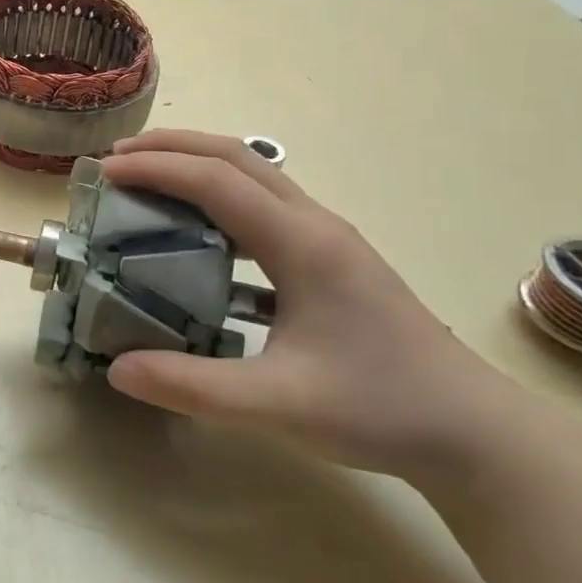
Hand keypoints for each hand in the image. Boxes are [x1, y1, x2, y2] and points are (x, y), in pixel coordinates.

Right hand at [101, 130, 518, 482]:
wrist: (476, 435)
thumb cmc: (380, 409)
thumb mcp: (276, 405)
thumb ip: (191, 386)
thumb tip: (117, 368)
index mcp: (302, 244)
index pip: (216, 182)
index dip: (156, 169)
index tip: (105, 170)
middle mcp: (315, 225)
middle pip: (237, 157)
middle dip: (173, 147)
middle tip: (117, 157)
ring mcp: (328, 240)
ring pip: (255, 176)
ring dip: (197, 166)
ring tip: (147, 180)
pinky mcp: (332, 260)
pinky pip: (265, 207)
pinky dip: (220, 199)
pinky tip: (197, 235)